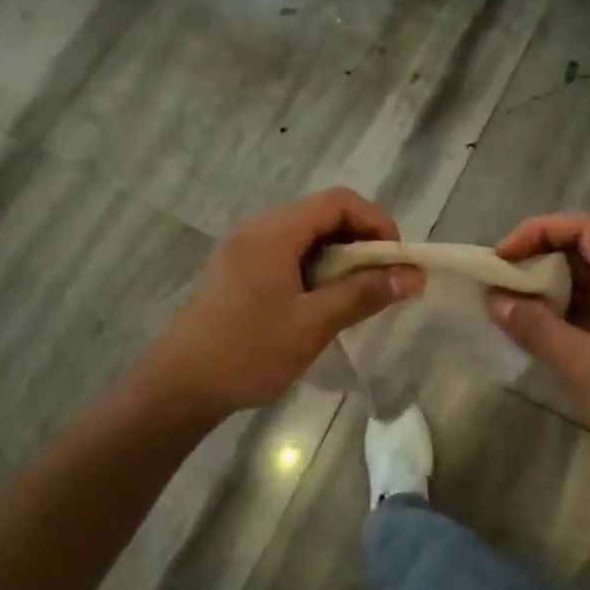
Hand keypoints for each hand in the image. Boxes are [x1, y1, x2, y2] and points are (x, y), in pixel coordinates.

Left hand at [127, 188, 422, 420]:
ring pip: (306, 237)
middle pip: (322, 215)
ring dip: (339, 258)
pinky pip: (288, 255)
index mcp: (274, 231)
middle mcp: (258, 230)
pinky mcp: (239, 272)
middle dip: (360, 242)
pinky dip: (316, 270)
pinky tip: (323, 304)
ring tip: (357, 295)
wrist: (177, 388)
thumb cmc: (247, 351)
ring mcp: (245, 250)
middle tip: (382, 281)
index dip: (376, 222)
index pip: (338, 201)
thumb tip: (412, 275)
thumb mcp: (312, 324)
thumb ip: (363, 294)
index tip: (396, 261)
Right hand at [491, 213, 589, 477]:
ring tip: (510, 303)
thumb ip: (535, 326)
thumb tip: (494, 299)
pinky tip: (536, 327)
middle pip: (582, 249)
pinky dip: (562, 309)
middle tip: (500, 282)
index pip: (582, 228)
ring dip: (547, 285)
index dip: (539, 231)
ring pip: (586, 279)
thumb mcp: (581, 363)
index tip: (503, 257)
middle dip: (538, 258)